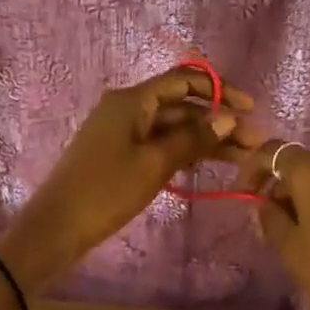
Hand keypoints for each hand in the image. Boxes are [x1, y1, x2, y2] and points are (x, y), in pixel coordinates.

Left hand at [0, 68, 250, 292]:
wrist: (56, 229)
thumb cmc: (105, 192)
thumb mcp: (154, 164)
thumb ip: (193, 138)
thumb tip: (228, 117)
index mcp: (131, 100)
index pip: (183, 80)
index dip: (219, 90)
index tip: (249, 109)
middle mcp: (127, 108)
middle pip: (181, 106)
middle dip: (217, 121)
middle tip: (253, 145)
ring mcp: (123, 131)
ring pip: (173, 127)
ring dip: (205, 139)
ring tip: (242, 158)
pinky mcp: (121, 154)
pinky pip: (160, 143)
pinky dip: (185, 151)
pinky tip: (209, 164)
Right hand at [233, 141, 309, 309]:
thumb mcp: (293, 250)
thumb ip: (271, 220)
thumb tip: (266, 204)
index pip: (272, 151)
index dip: (251, 169)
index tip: (243, 195)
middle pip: (301, 164)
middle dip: (280, 187)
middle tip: (268, 225)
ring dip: (304, 198)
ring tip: (295, 238)